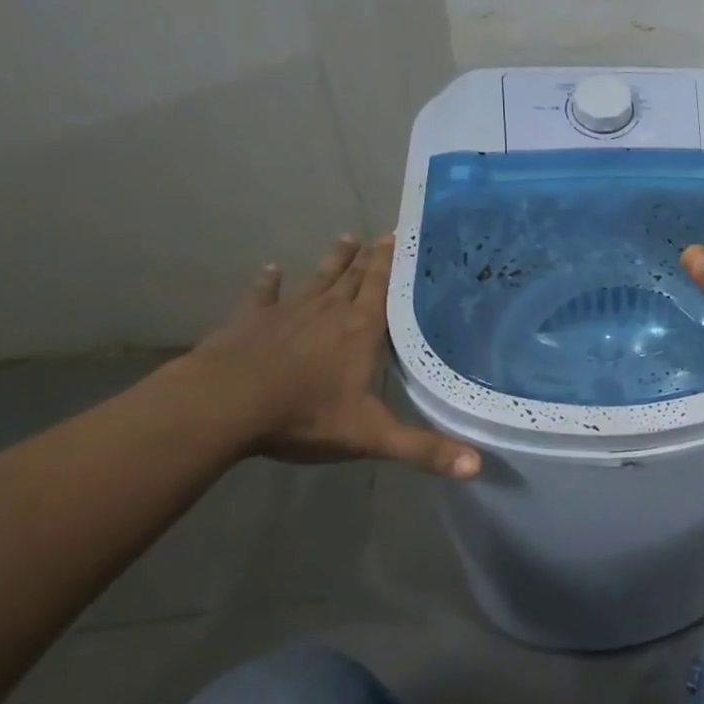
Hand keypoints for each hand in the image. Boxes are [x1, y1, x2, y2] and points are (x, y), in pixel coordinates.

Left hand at [187, 234, 480, 477]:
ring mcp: (289, 313)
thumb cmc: (304, 415)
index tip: (399, 236)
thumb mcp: (371, 436)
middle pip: (354, 278)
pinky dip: (268, 282)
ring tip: (345, 238)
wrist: (225, 404)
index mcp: (362, 331)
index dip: (392, 263)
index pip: (383, 289)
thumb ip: (424, 450)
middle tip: (380, 235)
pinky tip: (270, 269)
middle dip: (370, 258)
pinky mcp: (251, 321)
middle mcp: (330, 312)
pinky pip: (263, 295)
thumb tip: (477, 468)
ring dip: (332, 261)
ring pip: (318, 280)